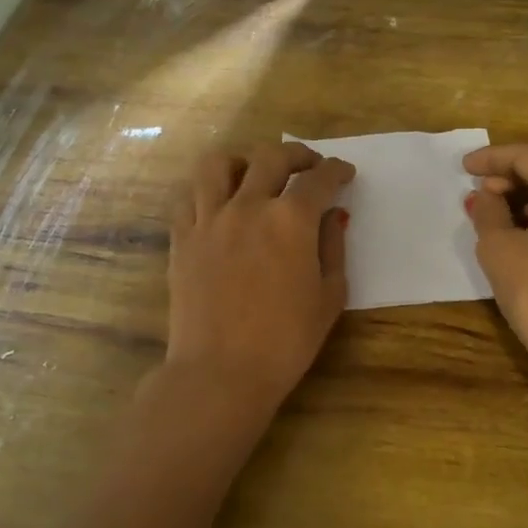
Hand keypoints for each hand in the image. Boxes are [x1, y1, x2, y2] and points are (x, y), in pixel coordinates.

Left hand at [166, 142, 353, 417]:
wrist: (221, 372)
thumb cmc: (286, 341)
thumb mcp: (329, 296)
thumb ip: (333, 247)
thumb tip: (332, 217)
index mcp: (290, 220)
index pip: (318, 179)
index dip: (337, 171)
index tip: (345, 173)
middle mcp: (248, 206)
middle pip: (271, 157)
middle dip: (297, 154)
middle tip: (309, 166)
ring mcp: (209, 219)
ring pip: (219, 164)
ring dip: (243, 160)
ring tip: (254, 174)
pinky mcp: (182, 237)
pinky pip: (189, 195)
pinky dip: (207, 188)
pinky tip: (219, 201)